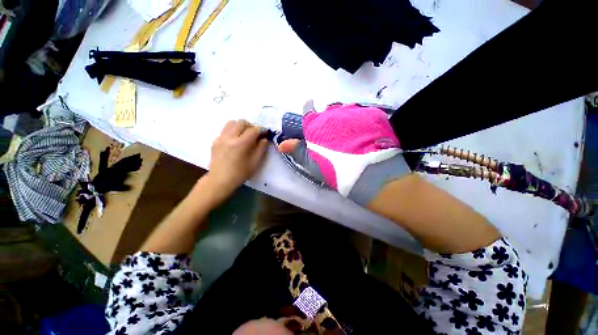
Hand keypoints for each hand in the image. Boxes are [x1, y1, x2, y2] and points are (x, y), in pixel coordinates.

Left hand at [205, 120, 267, 201]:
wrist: (219, 180)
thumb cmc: (240, 173)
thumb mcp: (255, 163)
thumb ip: (261, 148)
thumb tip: (264, 139)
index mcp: (241, 144)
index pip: (254, 129)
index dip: (262, 129)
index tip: (266, 133)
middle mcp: (229, 137)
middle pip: (242, 122)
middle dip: (251, 126)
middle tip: (255, 134)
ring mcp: (220, 138)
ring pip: (232, 122)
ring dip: (241, 126)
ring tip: (245, 134)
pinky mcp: (215, 140)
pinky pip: (225, 129)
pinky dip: (233, 131)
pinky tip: (235, 140)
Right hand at [278, 103, 410, 204]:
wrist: (368, 173)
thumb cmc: (334, 169)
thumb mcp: (312, 163)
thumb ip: (297, 151)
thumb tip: (282, 144)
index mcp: (317, 124)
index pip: (308, 109)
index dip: (309, 108)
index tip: (310, 107)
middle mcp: (333, 113)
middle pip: (329, 110)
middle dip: (330, 117)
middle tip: (335, 132)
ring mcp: (354, 112)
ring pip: (347, 110)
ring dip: (346, 118)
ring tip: (351, 134)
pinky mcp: (372, 114)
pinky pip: (364, 114)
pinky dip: (362, 121)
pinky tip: (365, 134)